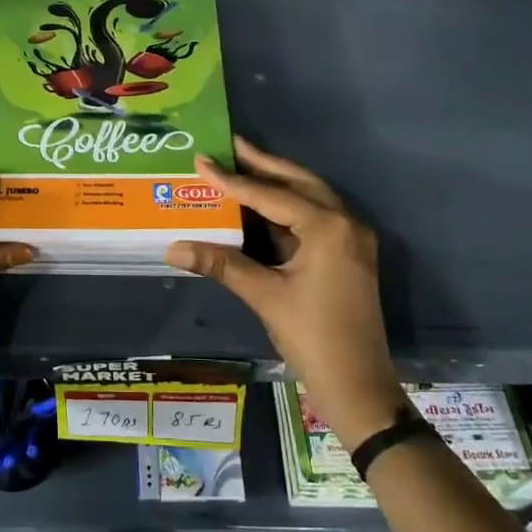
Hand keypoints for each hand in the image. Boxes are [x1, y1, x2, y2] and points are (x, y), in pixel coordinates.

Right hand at [165, 138, 405, 448]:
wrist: (360, 387)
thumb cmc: (313, 337)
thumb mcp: (265, 296)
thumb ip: (221, 265)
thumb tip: (172, 248)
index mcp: (328, 228)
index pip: (271, 195)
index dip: (233, 179)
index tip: (203, 160)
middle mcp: (346, 223)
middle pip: (298, 182)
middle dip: (263, 165)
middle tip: (230, 145)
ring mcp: (351, 239)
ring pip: (309, 198)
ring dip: (276, 183)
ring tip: (241, 166)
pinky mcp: (348, 255)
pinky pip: (314, 219)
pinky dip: (286, 209)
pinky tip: (260, 206)